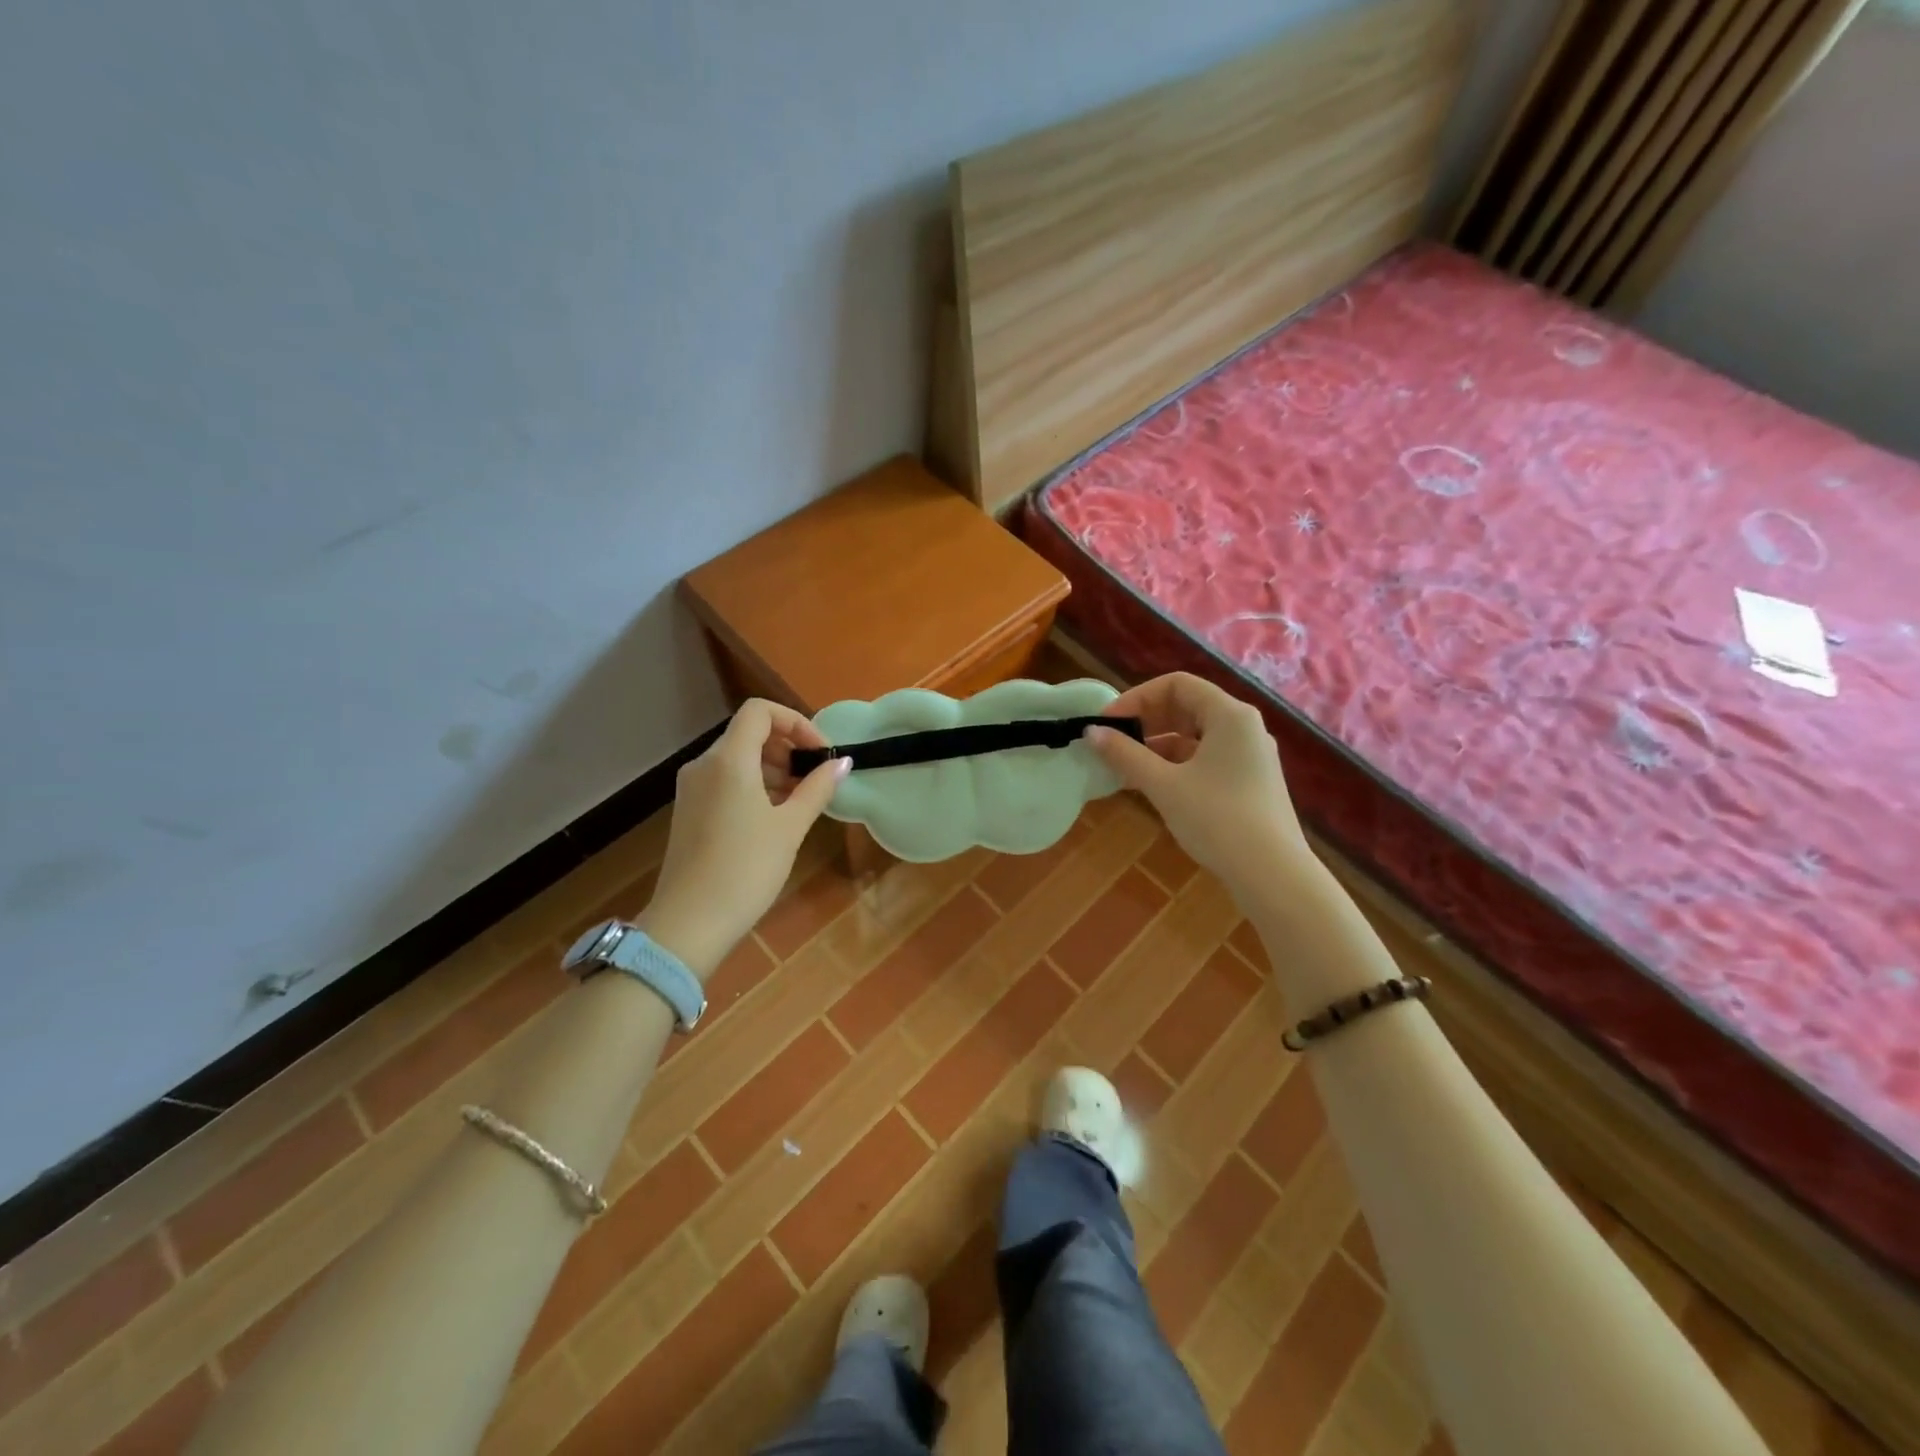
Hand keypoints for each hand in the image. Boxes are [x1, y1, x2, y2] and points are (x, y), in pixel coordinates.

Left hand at [640, 700, 848, 978]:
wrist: (689, 923)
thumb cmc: (746, 869)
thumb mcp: (790, 827)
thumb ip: (817, 787)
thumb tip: (842, 762)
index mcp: (728, 760)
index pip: (760, 711)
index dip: (795, 722)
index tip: (819, 752)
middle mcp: (704, 765)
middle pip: (748, 733)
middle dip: (787, 747)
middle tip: (816, 778)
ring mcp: (692, 788)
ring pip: (737, 758)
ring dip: (773, 768)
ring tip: (800, 800)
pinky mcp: (688, 810)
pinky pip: (725, 780)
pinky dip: (753, 785)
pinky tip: (773, 817)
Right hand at [1084, 673, 1310, 901]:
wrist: (1273, 875)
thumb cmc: (1217, 820)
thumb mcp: (1164, 785)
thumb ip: (1125, 755)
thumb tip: (1091, 733)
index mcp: (1230, 715)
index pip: (1176, 685)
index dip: (1137, 698)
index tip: (1108, 723)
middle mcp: (1244, 727)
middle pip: (1187, 707)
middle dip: (1145, 722)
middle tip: (1112, 743)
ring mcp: (1250, 756)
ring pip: (1195, 736)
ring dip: (1157, 746)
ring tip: (1123, 768)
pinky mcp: (1249, 782)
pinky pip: (1206, 759)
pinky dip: (1176, 765)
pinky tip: (1151, 786)